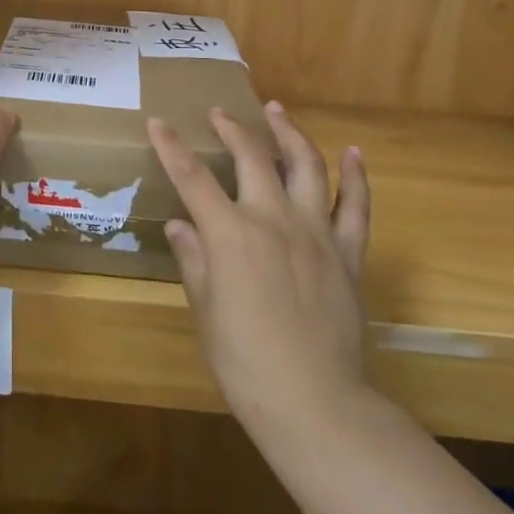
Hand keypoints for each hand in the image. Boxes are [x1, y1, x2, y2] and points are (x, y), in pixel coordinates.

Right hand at [151, 103, 373, 451]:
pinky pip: (356, 205)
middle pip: (251, 157)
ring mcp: (316, 231)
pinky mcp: (348, 252)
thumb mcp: (206, 309)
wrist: (315, 403)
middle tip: (220, 113)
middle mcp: (273, 218)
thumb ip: (194, 259)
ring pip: (306, 165)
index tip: (158, 122)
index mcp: (230, 233)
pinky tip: (352, 153)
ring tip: (277, 110)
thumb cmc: (245, 361)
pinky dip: (356, 176)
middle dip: (232, 128)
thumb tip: (180, 225)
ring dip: (289, 132)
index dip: (171, 147)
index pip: (192, 177)